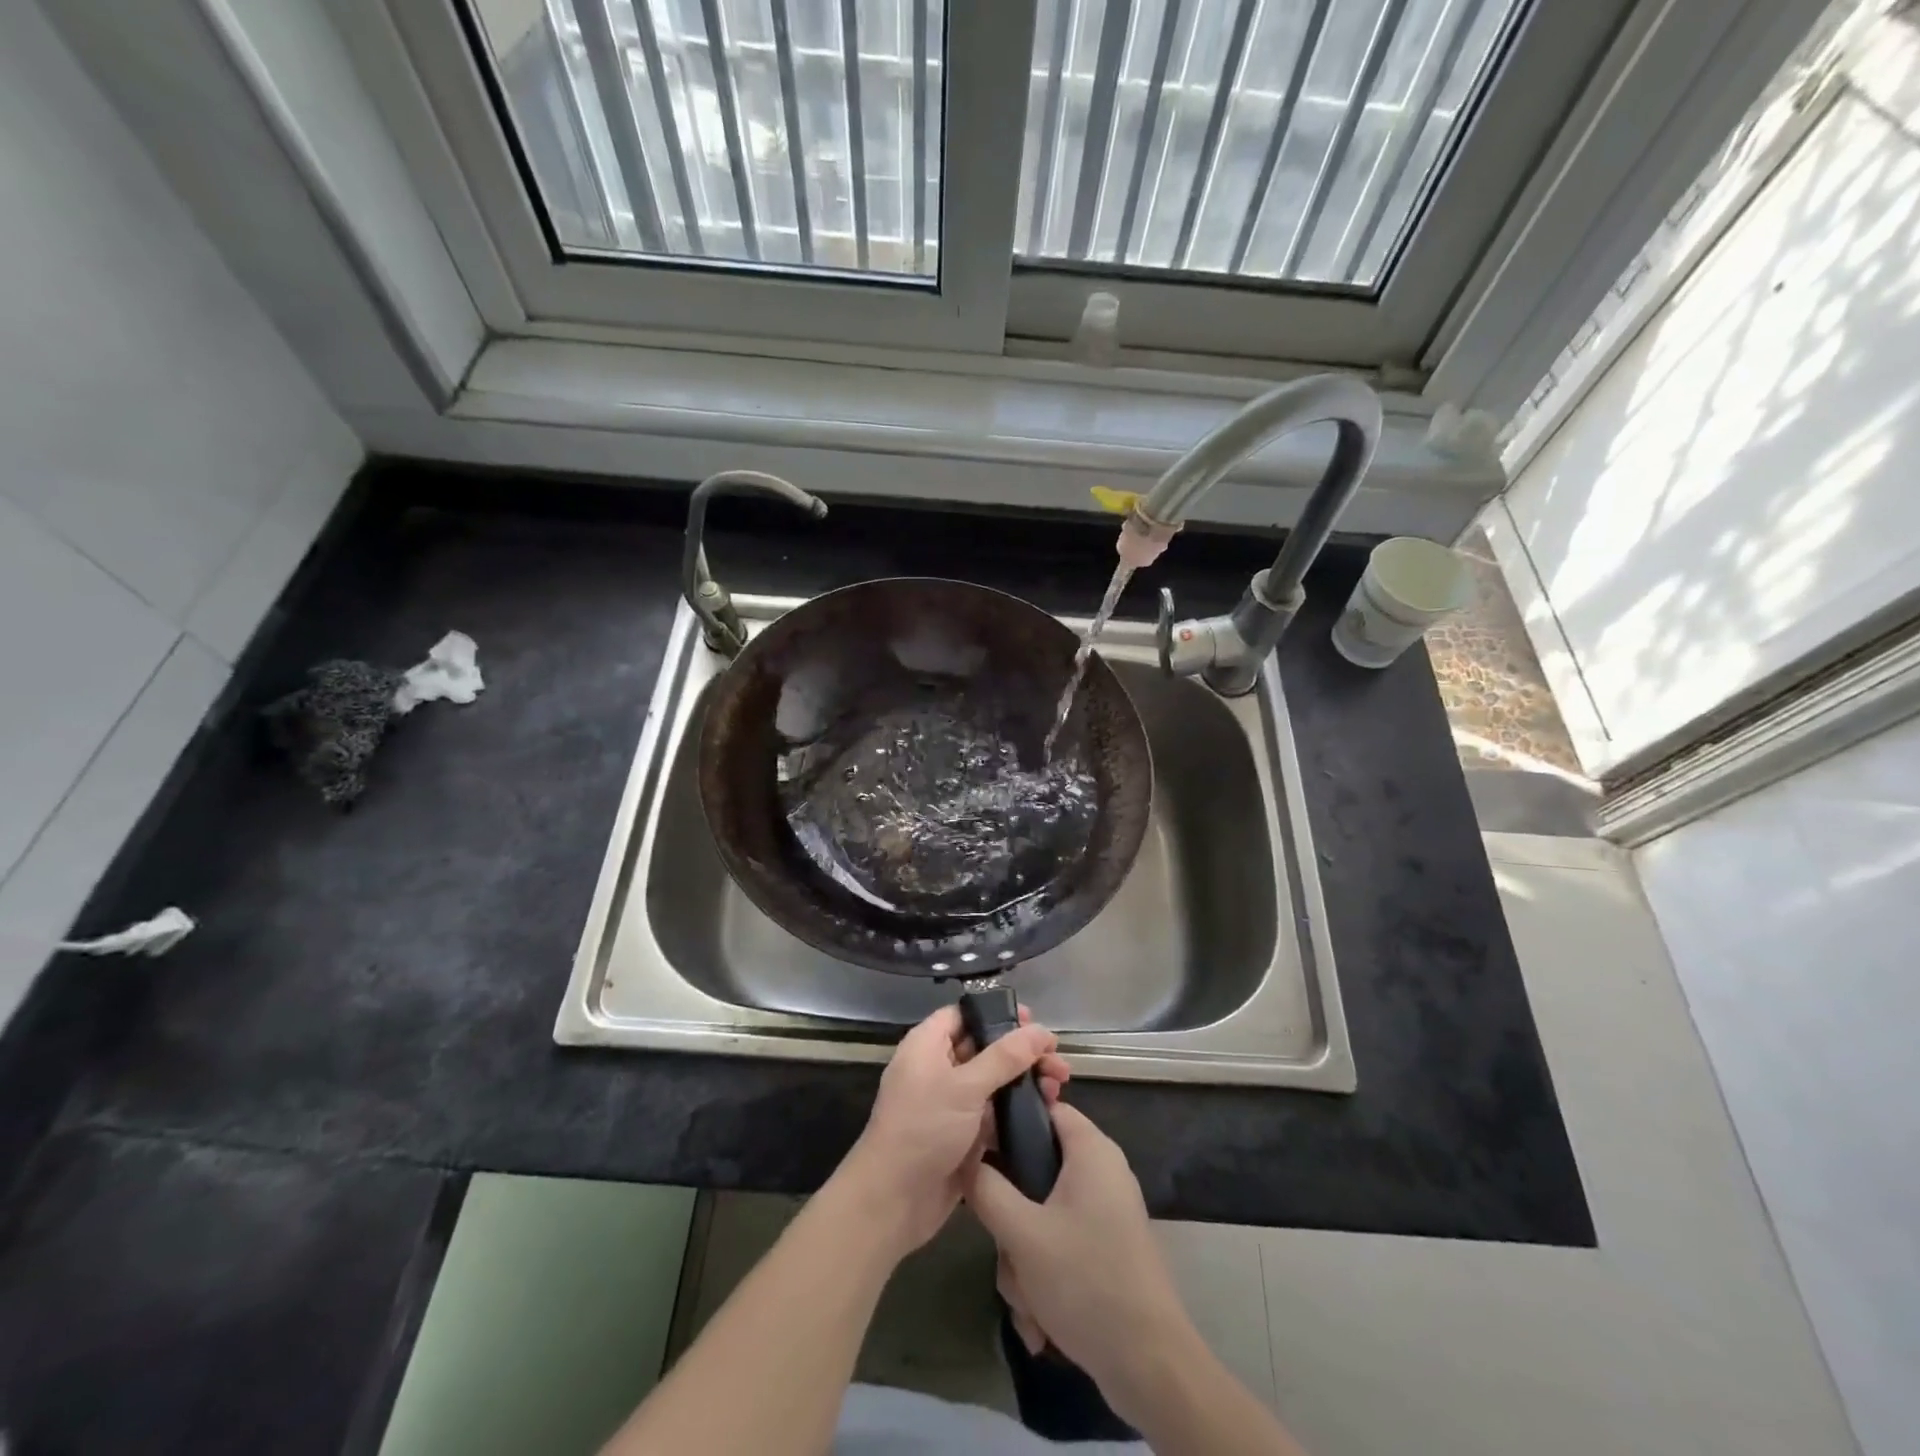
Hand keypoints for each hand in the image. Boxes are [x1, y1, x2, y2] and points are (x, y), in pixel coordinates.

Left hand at [837, 1005, 1069, 1260]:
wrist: (893, 1202)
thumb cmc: (923, 1129)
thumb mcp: (966, 1087)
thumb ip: (1005, 1057)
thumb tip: (1040, 1029)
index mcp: (927, 1046)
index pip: (964, 1015)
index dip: (997, 1015)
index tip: (1032, 1022)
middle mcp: (938, 1069)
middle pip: (985, 1048)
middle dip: (1022, 1053)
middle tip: (1058, 1061)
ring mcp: (950, 1104)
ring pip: (993, 1082)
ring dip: (1025, 1082)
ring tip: (1058, 1089)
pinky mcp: (962, 1135)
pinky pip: (994, 1114)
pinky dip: (1017, 1111)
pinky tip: (1046, 1114)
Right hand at [965, 1102, 1192, 1411]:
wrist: (1150, 1366)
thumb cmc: (1085, 1281)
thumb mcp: (1021, 1233)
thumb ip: (986, 1188)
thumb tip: (964, 1156)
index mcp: (1091, 1150)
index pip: (1043, 1108)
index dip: (1008, 1123)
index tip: (978, 1152)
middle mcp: (1101, 1172)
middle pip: (1036, 1171)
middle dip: (1012, 1221)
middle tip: (1008, 1250)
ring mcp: (1105, 1213)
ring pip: (1042, 1216)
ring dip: (1024, 1260)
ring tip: (1028, 1300)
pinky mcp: (1106, 1249)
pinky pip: (1060, 1246)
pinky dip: (1045, 1278)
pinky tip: (1041, 1322)